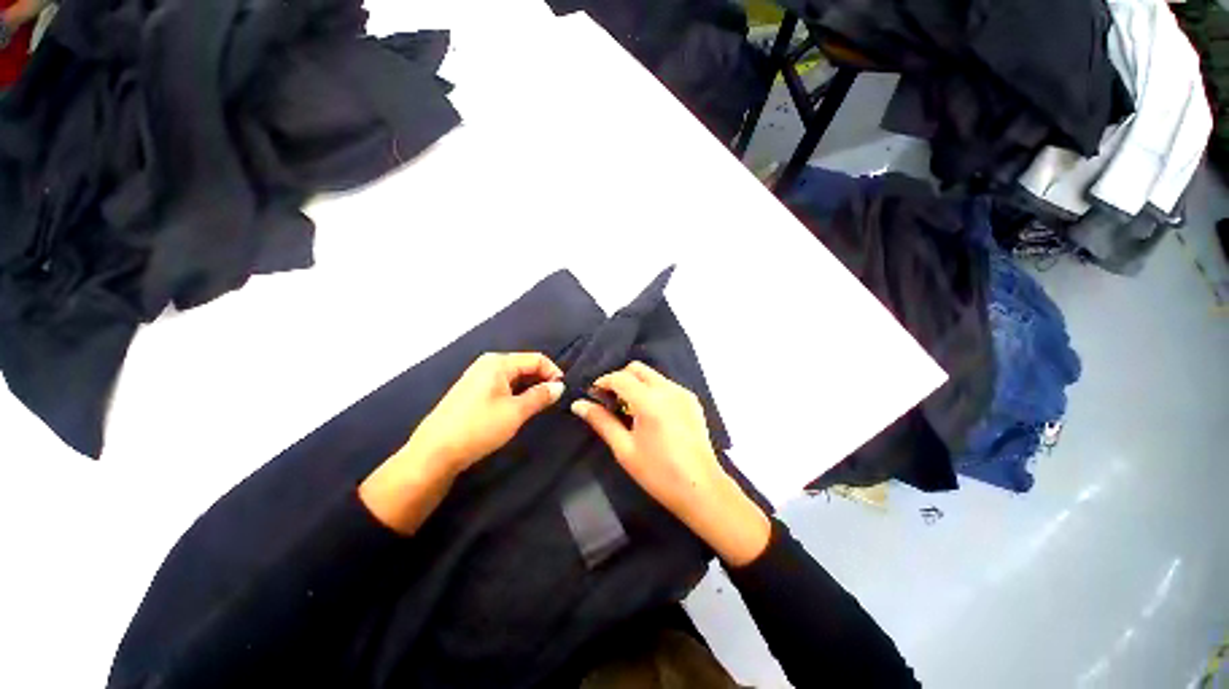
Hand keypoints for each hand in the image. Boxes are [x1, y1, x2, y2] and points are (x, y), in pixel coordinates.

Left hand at [359, 352, 563, 534]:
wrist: (434, 453)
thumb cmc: (478, 428)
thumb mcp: (515, 412)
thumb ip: (540, 396)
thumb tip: (560, 386)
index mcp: (498, 362)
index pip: (536, 359)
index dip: (553, 373)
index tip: (563, 392)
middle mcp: (487, 364)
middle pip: (525, 365)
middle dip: (542, 380)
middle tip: (554, 401)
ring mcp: (477, 377)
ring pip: (514, 377)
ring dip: (529, 388)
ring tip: (539, 406)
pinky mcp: (472, 391)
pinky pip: (502, 385)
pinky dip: (516, 393)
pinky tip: (519, 408)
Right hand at [571, 362, 769, 565]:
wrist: (702, 489)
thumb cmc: (658, 473)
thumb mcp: (624, 449)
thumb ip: (601, 422)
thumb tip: (578, 404)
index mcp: (650, 401)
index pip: (619, 377)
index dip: (602, 382)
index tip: (593, 395)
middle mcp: (668, 389)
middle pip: (637, 369)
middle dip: (620, 379)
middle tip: (611, 401)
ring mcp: (683, 393)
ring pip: (652, 375)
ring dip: (636, 383)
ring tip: (630, 409)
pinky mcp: (692, 400)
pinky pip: (666, 385)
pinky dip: (652, 390)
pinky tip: (651, 414)